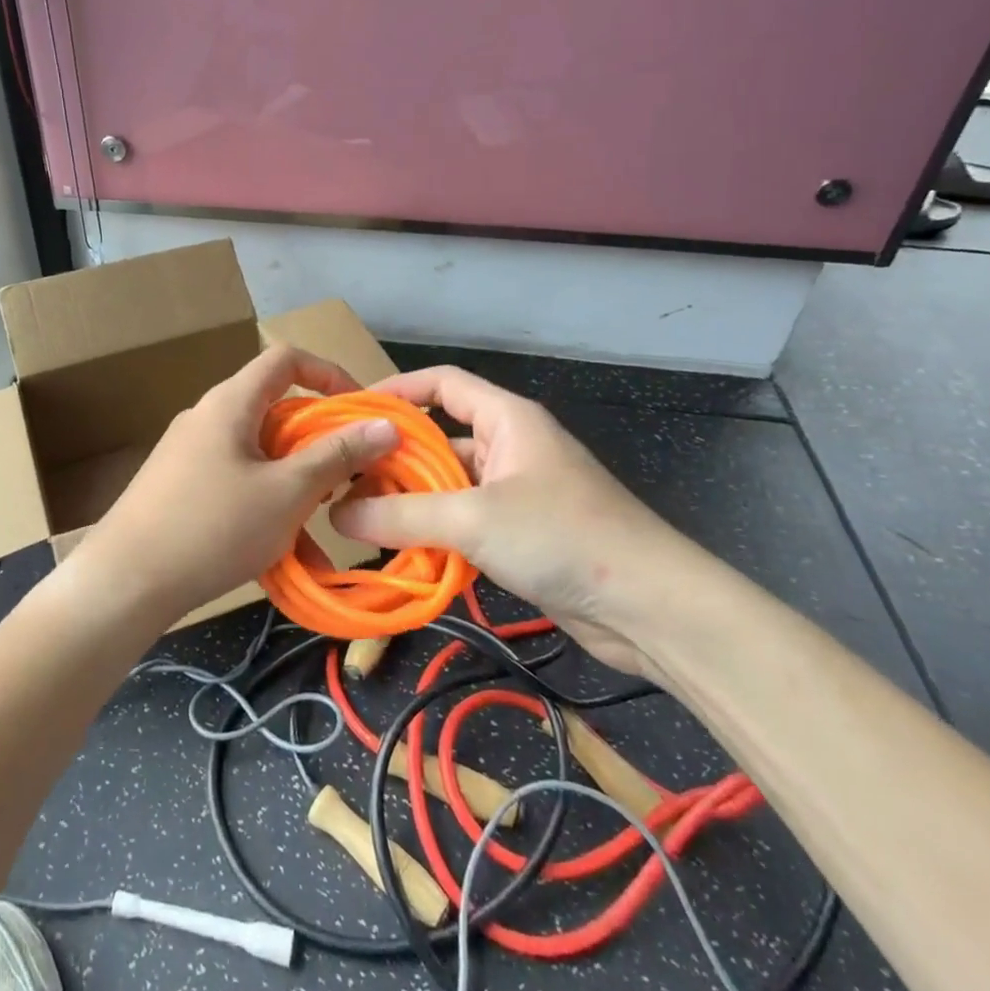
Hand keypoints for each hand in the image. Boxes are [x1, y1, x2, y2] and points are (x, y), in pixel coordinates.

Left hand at [71, 347, 401, 623]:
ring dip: (296, 484)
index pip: (286, 359)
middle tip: (348, 477)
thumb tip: (384, 424)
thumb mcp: (287, 493)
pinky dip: (266, 505)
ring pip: (260, 454)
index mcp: (231, 402)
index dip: (329, 374)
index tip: (361, 411)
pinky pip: (237, 482)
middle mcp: (209, 417)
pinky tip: (286, 556)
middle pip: (276, 410)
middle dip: (318, 442)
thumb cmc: (212, 527)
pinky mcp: (180, 487)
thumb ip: (337, 456)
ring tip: (323, 527)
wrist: (123, 582)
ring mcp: (191, 454)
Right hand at [330, 366, 719, 678]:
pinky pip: (465, 520)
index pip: (442, 383)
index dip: (397, 389)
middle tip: (344, 477)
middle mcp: (510, 446)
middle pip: (440, 436)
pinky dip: (436, 532)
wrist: (651, 607)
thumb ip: (401, 515)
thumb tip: (338, 512)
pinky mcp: (522, 533)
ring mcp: (517, 491)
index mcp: (506, 418)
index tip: (352, 412)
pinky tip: (404, 553)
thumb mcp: (473, 519)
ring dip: (412, 500)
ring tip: (362, 517)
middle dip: (394, 456)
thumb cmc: (562, 535)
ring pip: (449, 483)